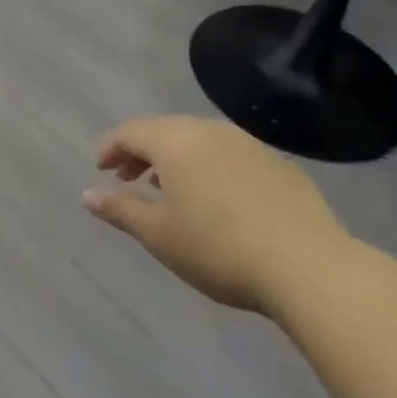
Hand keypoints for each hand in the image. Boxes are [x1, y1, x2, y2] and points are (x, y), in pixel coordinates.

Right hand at [84, 116, 353, 314]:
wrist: (309, 266)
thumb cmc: (219, 249)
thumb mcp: (159, 235)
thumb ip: (120, 210)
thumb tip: (87, 194)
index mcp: (175, 142)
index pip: (130, 132)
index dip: (110, 148)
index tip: (101, 171)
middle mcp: (209, 131)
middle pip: (164, 130)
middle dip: (141, 152)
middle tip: (128, 180)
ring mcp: (248, 144)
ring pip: (199, 140)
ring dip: (176, 159)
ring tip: (169, 190)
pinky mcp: (278, 164)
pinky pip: (229, 154)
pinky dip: (210, 167)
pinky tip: (217, 200)